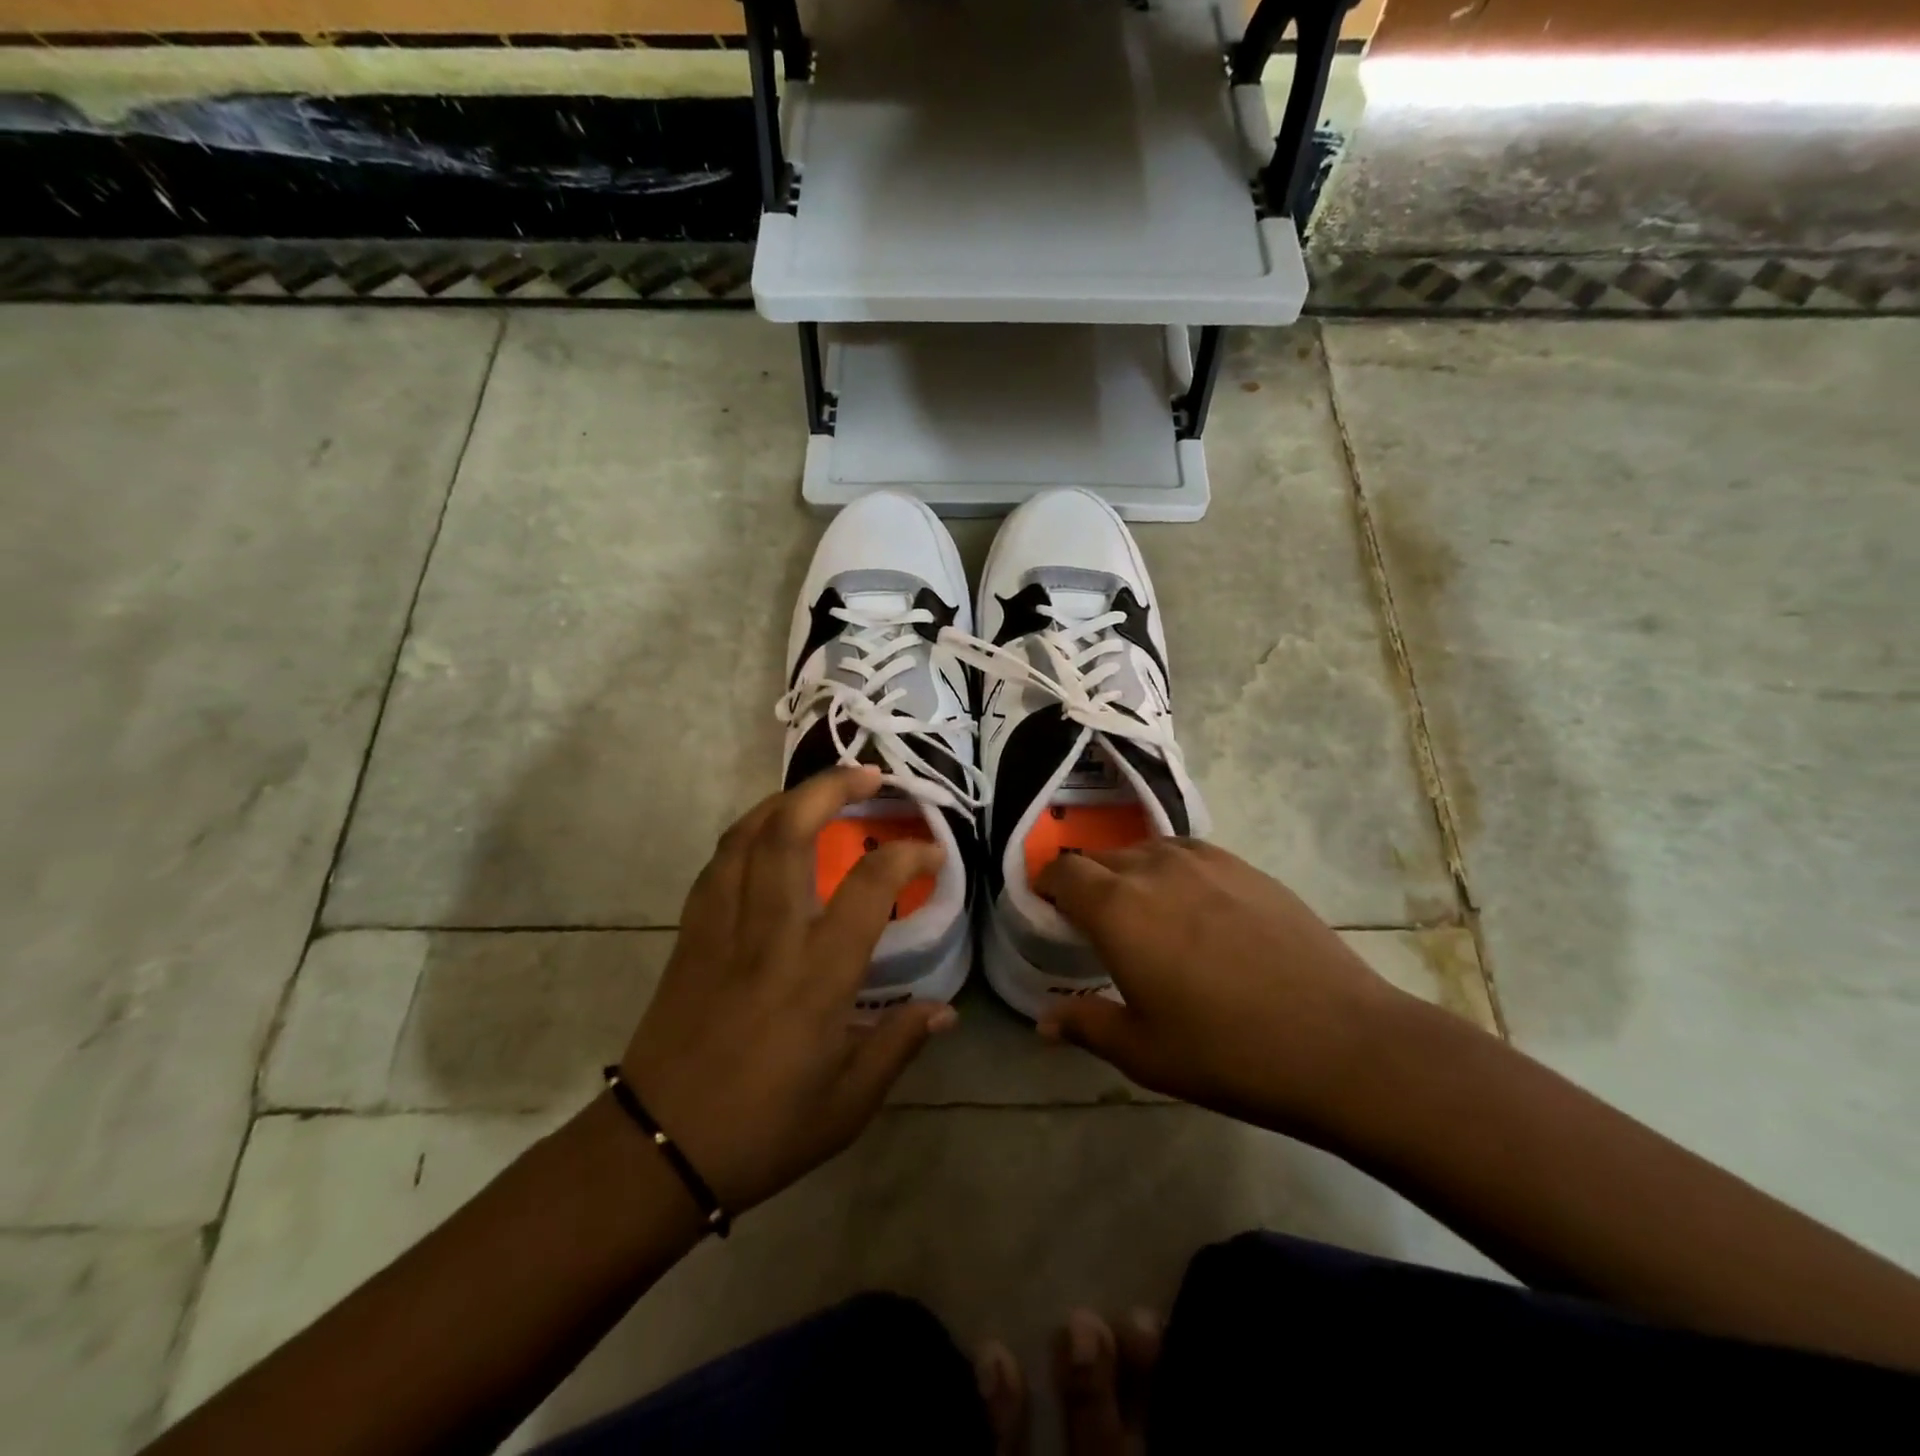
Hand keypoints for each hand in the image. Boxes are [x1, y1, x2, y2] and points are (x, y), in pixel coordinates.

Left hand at [619, 767, 955, 1215]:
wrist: (658, 1149)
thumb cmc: (764, 1130)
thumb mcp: (849, 1102)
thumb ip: (899, 1044)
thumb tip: (944, 1010)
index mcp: (817, 974)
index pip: (870, 885)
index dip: (908, 854)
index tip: (932, 852)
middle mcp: (769, 934)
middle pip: (791, 831)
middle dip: (831, 787)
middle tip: (868, 775)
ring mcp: (722, 927)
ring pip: (747, 835)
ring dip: (787, 799)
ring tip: (819, 792)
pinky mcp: (690, 934)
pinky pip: (718, 863)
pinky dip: (747, 832)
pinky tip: (765, 834)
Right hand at [1035, 838, 1403, 1138]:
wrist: (1340, 1041)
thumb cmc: (1227, 1052)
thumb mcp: (1143, 1051)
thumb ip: (1086, 1025)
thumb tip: (1045, 1020)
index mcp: (1117, 908)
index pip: (1063, 870)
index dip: (1046, 883)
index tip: (1047, 907)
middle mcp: (1154, 869)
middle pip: (1101, 857)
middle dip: (1086, 881)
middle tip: (1093, 921)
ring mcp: (1205, 862)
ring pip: (1146, 850)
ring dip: (1129, 872)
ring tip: (1141, 909)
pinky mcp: (1246, 867)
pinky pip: (1190, 853)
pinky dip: (1172, 869)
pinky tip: (1192, 904)